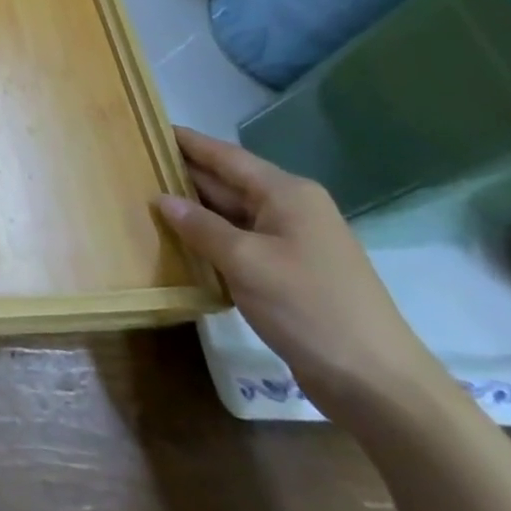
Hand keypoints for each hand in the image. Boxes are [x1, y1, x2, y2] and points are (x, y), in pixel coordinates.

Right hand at [157, 128, 441, 420]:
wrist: (377, 384)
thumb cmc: (310, 307)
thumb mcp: (247, 262)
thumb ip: (201, 227)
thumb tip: (162, 199)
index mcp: (286, 194)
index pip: (225, 156)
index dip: (187, 142)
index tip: (147, 126)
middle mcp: (290, 210)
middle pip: (227, 183)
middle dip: (183, 175)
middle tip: (133, 165)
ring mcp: (290, 243)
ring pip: (230, 215)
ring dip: (192, 211)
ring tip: (142, 198)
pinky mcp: (287, 274)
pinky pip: (238, 244)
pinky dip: (208, 241)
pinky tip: (176, 243)